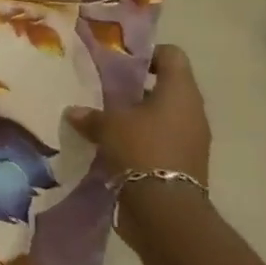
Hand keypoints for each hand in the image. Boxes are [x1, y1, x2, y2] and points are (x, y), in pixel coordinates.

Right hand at [65, 43, 210, 182]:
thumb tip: (74, 112)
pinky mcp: (183, 163)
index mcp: (180, 91)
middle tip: (104, 90)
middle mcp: (191, 110)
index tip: (119, 63)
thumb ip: (91, 115)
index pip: (171, 55)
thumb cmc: (142, 151)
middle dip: (135, 88)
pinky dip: (140, 140)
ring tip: (105, 119)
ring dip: (136, 116)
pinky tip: (113, 146)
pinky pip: (160, 140)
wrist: (166, 210)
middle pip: (165, 86)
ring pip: (161, 115)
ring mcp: (191, 139)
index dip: (147, 54)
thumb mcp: (108, 127)